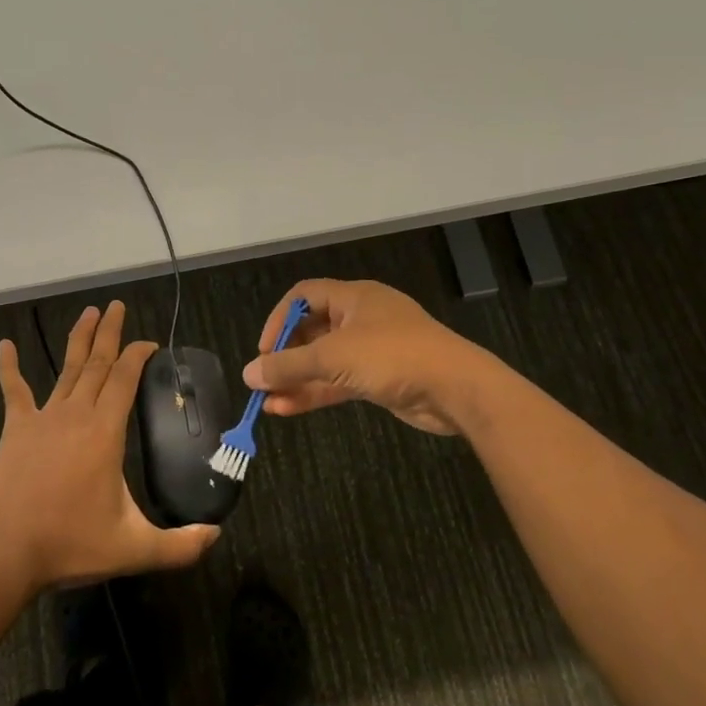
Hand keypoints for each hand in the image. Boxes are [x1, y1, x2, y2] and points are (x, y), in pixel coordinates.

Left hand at [0, 300, 218, 591]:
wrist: (5, 554)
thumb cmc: (70, 545)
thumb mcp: (134, 549)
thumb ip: (180, 545)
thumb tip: (216, 535)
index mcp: (105, 432)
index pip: (125, 378)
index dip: (138, 355)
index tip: (150, 343)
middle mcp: (75, 414)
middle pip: (97, 363)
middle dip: (110, 333)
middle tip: (116, 306)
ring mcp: (43, 419)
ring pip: (66, 370)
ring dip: (78, 340)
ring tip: (88, 312)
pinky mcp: (15, 430)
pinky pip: (13, 391)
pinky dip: (8, 367)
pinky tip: (4, 345)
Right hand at [242, 279, 498, 435]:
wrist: (456, 389)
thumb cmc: (393, 356)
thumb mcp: (334, 357)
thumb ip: (289, 365)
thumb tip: (248, 373)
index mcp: (353, 297)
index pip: (304, 296)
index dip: (279, 319)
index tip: (264, 350)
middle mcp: (361, 318)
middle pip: (312, 331)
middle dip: (286, 356)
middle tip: (265, 379)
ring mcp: (372, 350)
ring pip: (324, 361)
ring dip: (297, 380)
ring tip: (267, 401)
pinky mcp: (379, 379)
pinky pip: (339, 382)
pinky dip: (315, 393)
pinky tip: (288, 409)